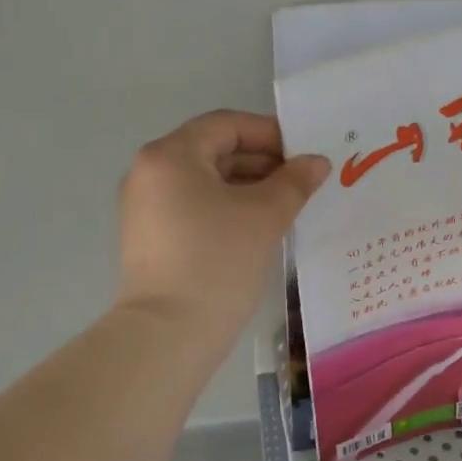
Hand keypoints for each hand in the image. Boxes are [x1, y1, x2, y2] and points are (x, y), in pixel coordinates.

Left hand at [116, 110, 329, 345]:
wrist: (168, 334)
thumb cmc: (217, 261)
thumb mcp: (264, 216)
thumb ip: (294, 182)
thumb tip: (316, 162)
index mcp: (171, 155)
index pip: (227, 126)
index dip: (271, 134)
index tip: (305, 154)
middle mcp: (150, 172)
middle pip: (213, 151)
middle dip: (261, 162)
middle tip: (302, 181)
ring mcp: (145, 207)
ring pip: (205, 182)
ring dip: (247, 187)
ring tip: (287, 206)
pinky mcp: (150, 238)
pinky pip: (194, 207)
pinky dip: (226, 208)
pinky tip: (258, 228)